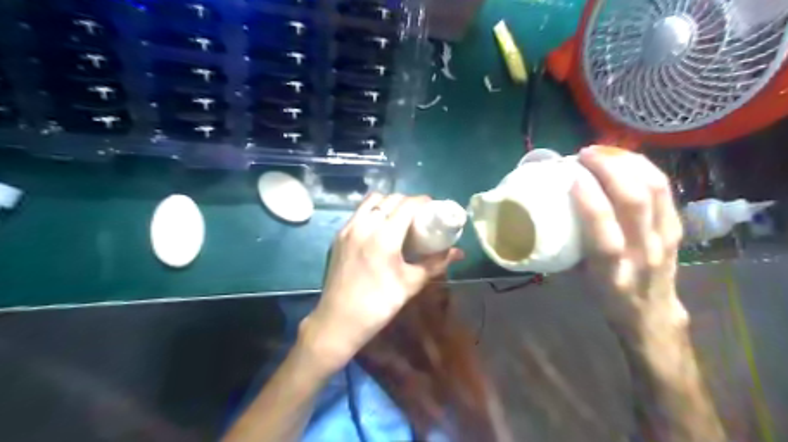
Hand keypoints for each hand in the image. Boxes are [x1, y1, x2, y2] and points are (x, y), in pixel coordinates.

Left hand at [300, 193, 462, 372]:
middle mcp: (364, 225)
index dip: (422, 201)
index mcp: (384, 236)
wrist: (339, 320)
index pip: (406, 205)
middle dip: (407, 202)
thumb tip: (458, 252)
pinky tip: (379, 228)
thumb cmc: (379, 304)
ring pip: (371, 201)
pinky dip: (372, 211)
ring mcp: (348, 229)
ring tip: (398, 217)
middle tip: (418, 215)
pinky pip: (359, 212)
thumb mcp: (410, 283)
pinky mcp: (338, 236)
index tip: (433, 207)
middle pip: (389, 199)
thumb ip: (435, 263)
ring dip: (388, 203)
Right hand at [573, 146, 690, 334]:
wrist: (651, 313)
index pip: (604, 233)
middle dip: (610, 169)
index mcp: (610, 271)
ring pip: (655, 190)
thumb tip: (546, 212)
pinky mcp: (676, 228)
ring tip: (604, 151)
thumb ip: (564, 247)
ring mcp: (664, 239)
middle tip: (585, 154)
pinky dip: (644, 168)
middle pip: (635, 202)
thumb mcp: (577, 279)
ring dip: (628, 163)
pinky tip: (626, 160)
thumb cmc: (604, 295)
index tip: (571, 176)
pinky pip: (664, 190)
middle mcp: (642, 253)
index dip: (589, 201)